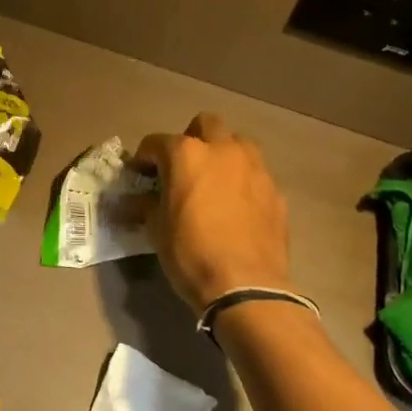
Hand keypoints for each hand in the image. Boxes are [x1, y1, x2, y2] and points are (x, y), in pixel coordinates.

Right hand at [135, 113, 291, 311]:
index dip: (144, 158)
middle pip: (206, 124)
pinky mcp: (275, 191)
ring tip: (213, 182)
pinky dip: (242, 182)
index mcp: (187, 155)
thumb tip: (135, 200)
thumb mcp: (157, 230)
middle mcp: (224, 150)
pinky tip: (235, 208)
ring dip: (222, 154)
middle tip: (181, 168)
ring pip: (238, 143)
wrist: (245, 285)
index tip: (140, 175)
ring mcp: (255, 168)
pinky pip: (255, 174)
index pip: (157, 142)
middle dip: (190, 139)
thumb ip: (146, 205)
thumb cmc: (190, 254)